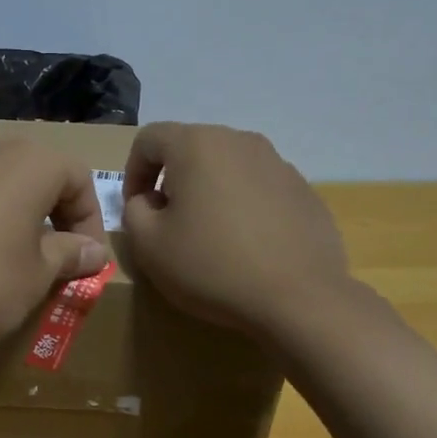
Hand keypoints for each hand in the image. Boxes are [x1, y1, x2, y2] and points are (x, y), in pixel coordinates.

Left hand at [0, 134, 109, 353]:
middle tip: (56, 257)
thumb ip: (70, 255)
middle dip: (54, 213)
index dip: (91, 221)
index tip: (88, 261)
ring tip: (12, 257)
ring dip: (14, 214)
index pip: (78, 178)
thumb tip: (93, 251)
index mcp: (29, 162)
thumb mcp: (37, 277)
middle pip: (36, 173)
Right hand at [121, 122, 348, 336]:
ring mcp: (279, 163)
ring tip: (210, 236)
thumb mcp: (148, 245)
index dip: (132, 172)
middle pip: (192, 148)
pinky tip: (246, 247)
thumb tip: (149, 200)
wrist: (298, 298)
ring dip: (210, 193)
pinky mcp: (304, 191)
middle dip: (172, 180)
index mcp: (197, 145)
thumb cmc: (211, 266)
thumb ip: (134, 211)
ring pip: (228, 168)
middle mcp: (240, 141)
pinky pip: (259, 189)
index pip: (149, 139)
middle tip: (169, 223)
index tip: (136, 209)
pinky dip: (243, 208)